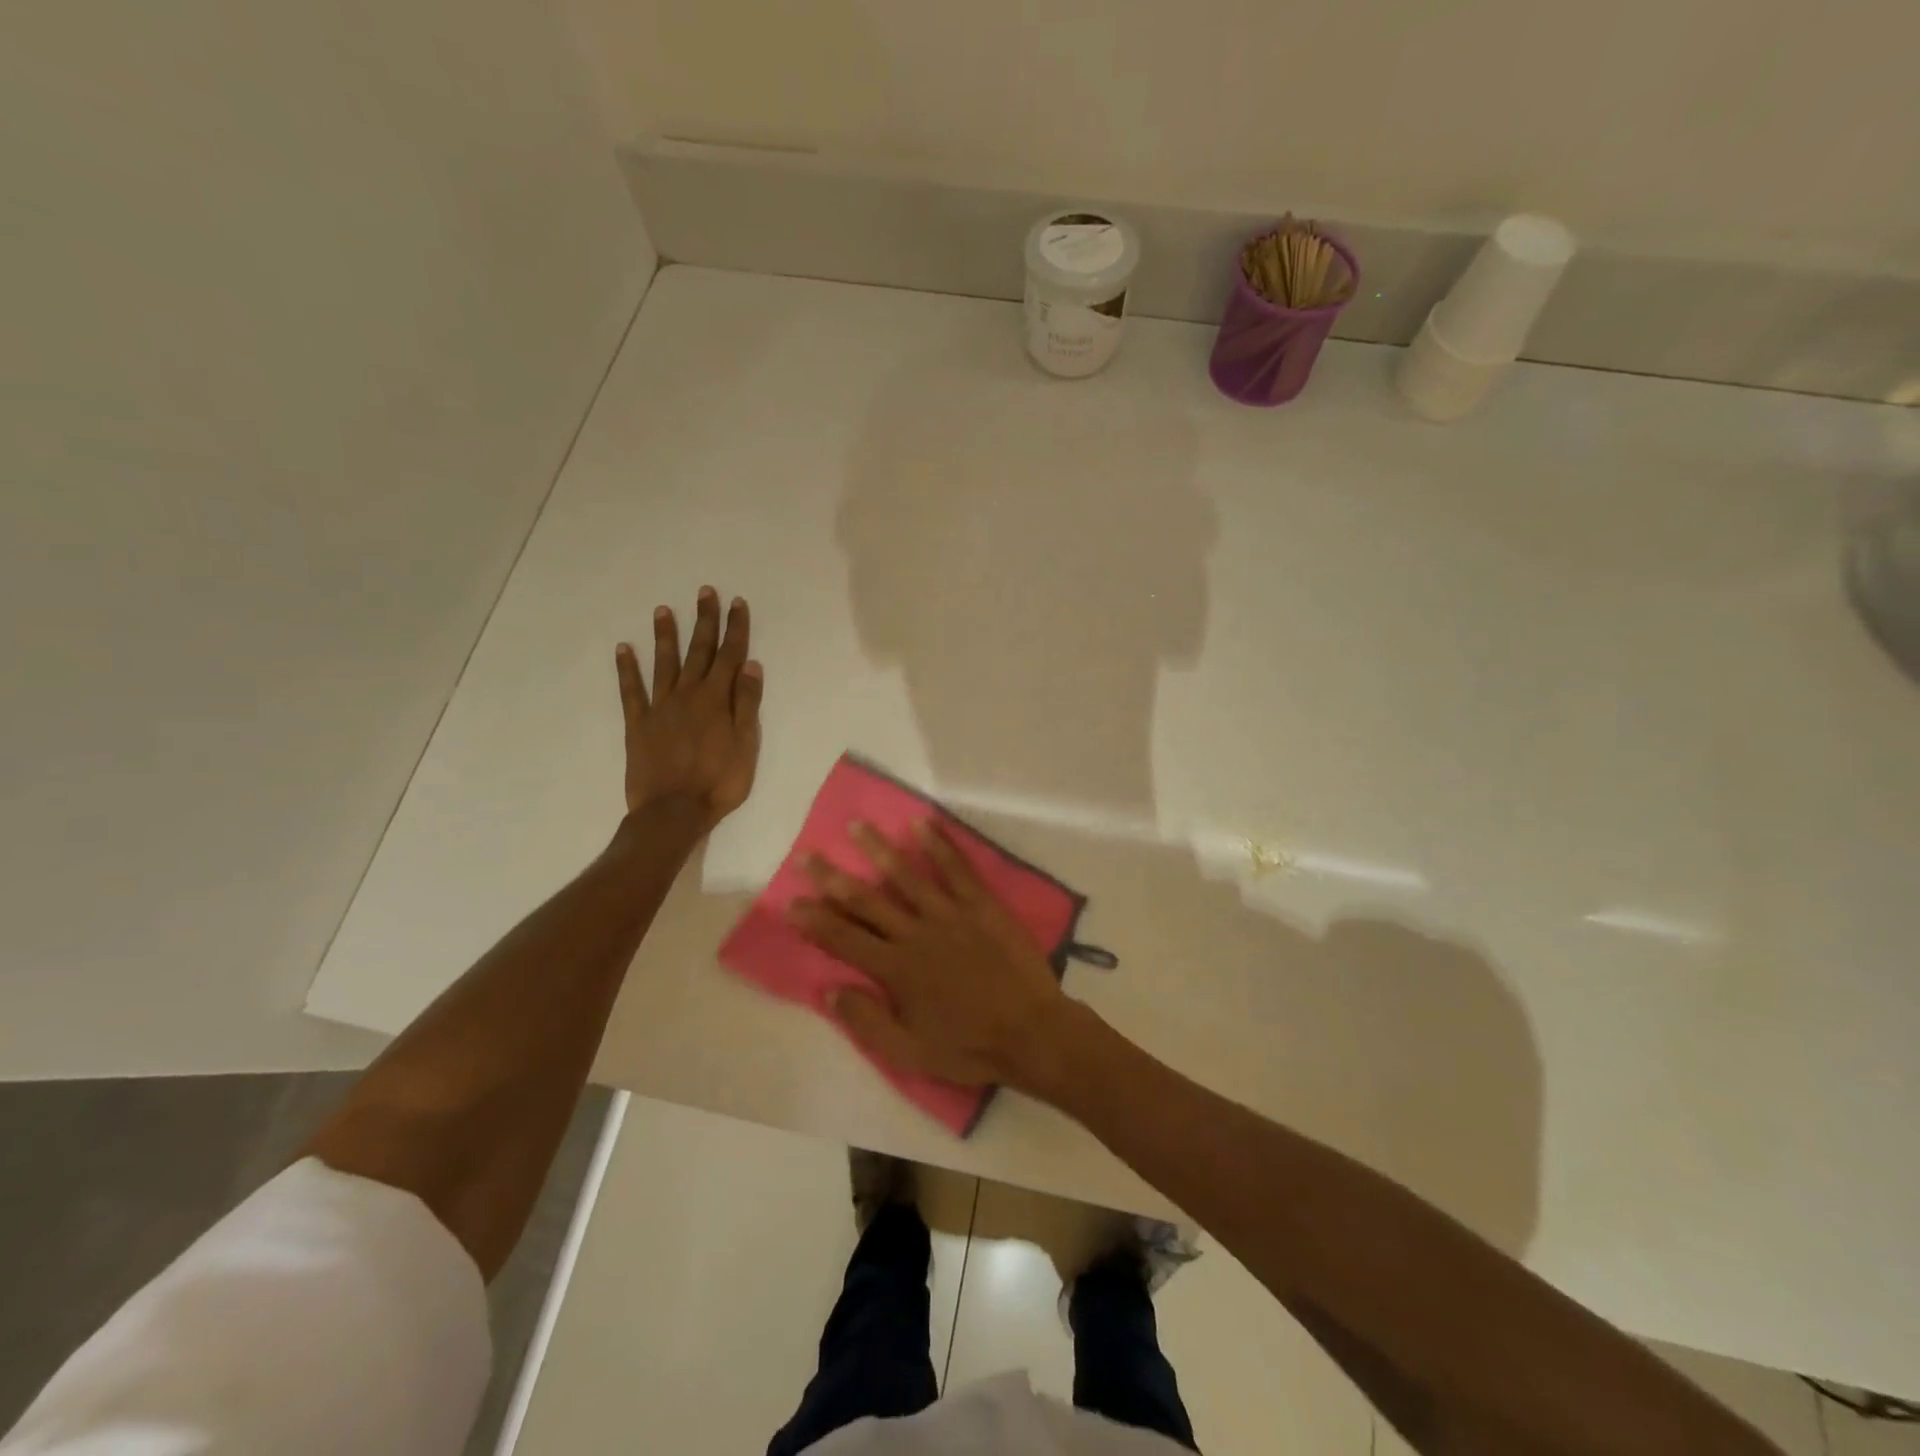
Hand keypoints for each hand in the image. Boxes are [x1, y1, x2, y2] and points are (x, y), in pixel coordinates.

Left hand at [615, 586, 762, 827]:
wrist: (673, 811)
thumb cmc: (719, 782)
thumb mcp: (746, 745)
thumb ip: (746, 704)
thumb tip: (750, 665)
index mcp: (716, 700)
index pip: (730, 656)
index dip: (735, 629)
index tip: (737, 603)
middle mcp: (688, 695)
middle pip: (699, 652)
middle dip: (704, 621)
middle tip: (704, 592)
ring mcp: (660, 707)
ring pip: (664, 664)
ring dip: (665, 636)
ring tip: (663, 610)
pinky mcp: (638, 724)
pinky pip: (631, 691)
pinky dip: (627, 669)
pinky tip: (624, 649)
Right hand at [789, 819, 1075, 1090]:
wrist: (1031, 1032)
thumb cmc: (969, 1046)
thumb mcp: (909, 1052)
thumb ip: (867, 1021)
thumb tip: (828, 990)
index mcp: (896, 969)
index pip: (844, 939)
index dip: (815, 921)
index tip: (791, 901)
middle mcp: (916, 934)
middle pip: (867, 901)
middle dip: (833, 879)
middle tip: (807, 855)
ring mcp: (950, 914)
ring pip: (906, 876)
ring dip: (879, 850)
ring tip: (857, 826)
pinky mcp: (981, 905)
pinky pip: (957, 869)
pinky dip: (939, 845)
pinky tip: (921, 823)